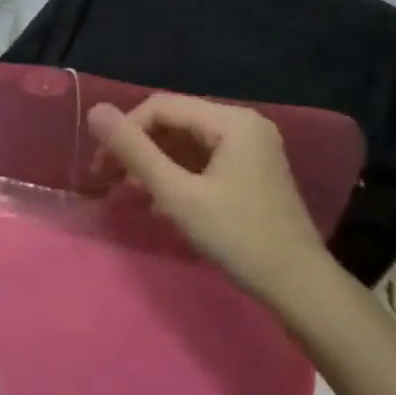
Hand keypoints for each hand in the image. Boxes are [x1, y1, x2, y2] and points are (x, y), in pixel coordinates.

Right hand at [86, 94, 326, 306]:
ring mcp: (252, 148)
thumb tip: (95, 111)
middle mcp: (244, 124)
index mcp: (231, 120)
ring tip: (130, 194)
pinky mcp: (253, 171)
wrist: (300, 287)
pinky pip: (205, 160)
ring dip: (155, 164)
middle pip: (175, 122)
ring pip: (188, 143)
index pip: (162, 107)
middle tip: (108, 181)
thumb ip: (134, 151)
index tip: (101, 166)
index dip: (125, 130)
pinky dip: (178, 175)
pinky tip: (159, 202)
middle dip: (139, 148)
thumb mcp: (177, 194)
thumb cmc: (238, 237)